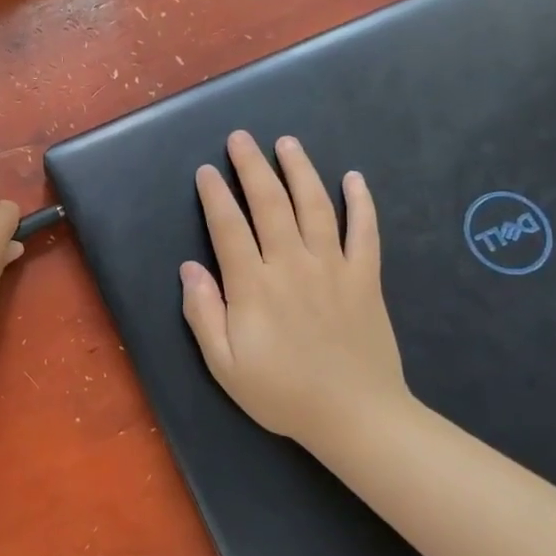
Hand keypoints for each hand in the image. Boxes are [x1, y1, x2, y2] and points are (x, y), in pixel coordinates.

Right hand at [180, 131, 408, 446]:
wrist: (355, 416)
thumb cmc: (281, 393)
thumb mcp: (224, 365)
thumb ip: (203, 314)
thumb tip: (190, 269)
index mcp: (254, 286)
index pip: (229, 227)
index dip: (215, 195)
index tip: (207, 170)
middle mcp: (292, 265)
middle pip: (270, 204)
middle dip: (252, 167)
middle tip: (241, 138)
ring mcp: (333, 268)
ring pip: (314, 207)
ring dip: (300, 171)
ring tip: (287, 143)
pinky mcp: (365, 278)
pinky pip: (364, 232)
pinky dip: (361, 203)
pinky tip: (355, 178)